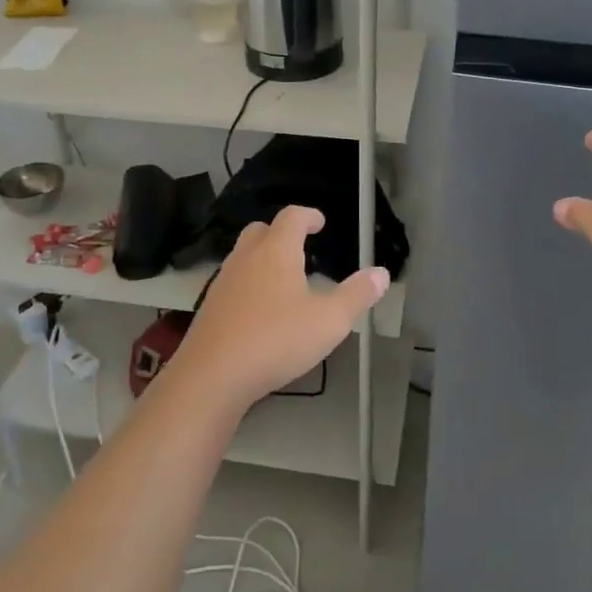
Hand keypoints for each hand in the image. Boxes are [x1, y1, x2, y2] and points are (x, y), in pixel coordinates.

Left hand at [169, 205, 389, 415]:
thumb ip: (356, 295)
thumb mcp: (329, 321)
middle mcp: (247, 258)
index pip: (292, 217)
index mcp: (277, 251)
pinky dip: (249, 283)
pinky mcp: (210, 307)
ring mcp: (223, 281)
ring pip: (243, 255)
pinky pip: (233, 282)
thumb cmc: (276, 340)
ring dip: (263, 258)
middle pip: (261, 230)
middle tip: (300, 246)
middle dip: (281, 232)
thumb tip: (381, 273)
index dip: (308, 215)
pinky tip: (260, 309)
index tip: (320, 222)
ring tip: (283, 279)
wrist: (212, 375)